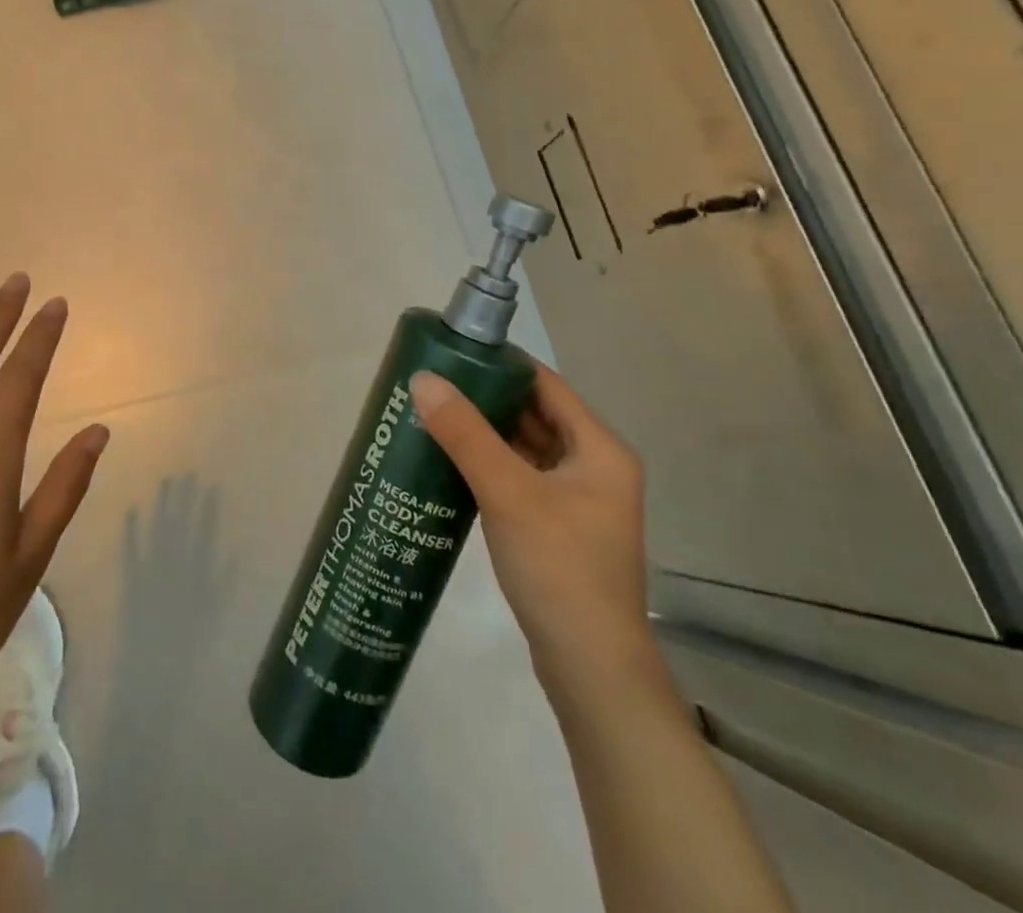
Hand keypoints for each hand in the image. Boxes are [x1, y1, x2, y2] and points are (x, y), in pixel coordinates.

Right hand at [410, 363, 655, 699]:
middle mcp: (596, 468)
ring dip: (486, 433)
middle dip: (486, 398)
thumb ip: (465, 434)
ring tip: (434, 415)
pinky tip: (452, 463)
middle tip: (433, 384)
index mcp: (600, 449)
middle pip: (535, 415)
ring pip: (526, 448)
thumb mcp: (508, 493)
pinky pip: (521, 478)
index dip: (501, 364)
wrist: (591, 670)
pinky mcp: (559, 528)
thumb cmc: (560, 568)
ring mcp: (579, 501)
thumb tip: (422, 380)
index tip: (452, 352)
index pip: (546, 385)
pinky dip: (491, 465)